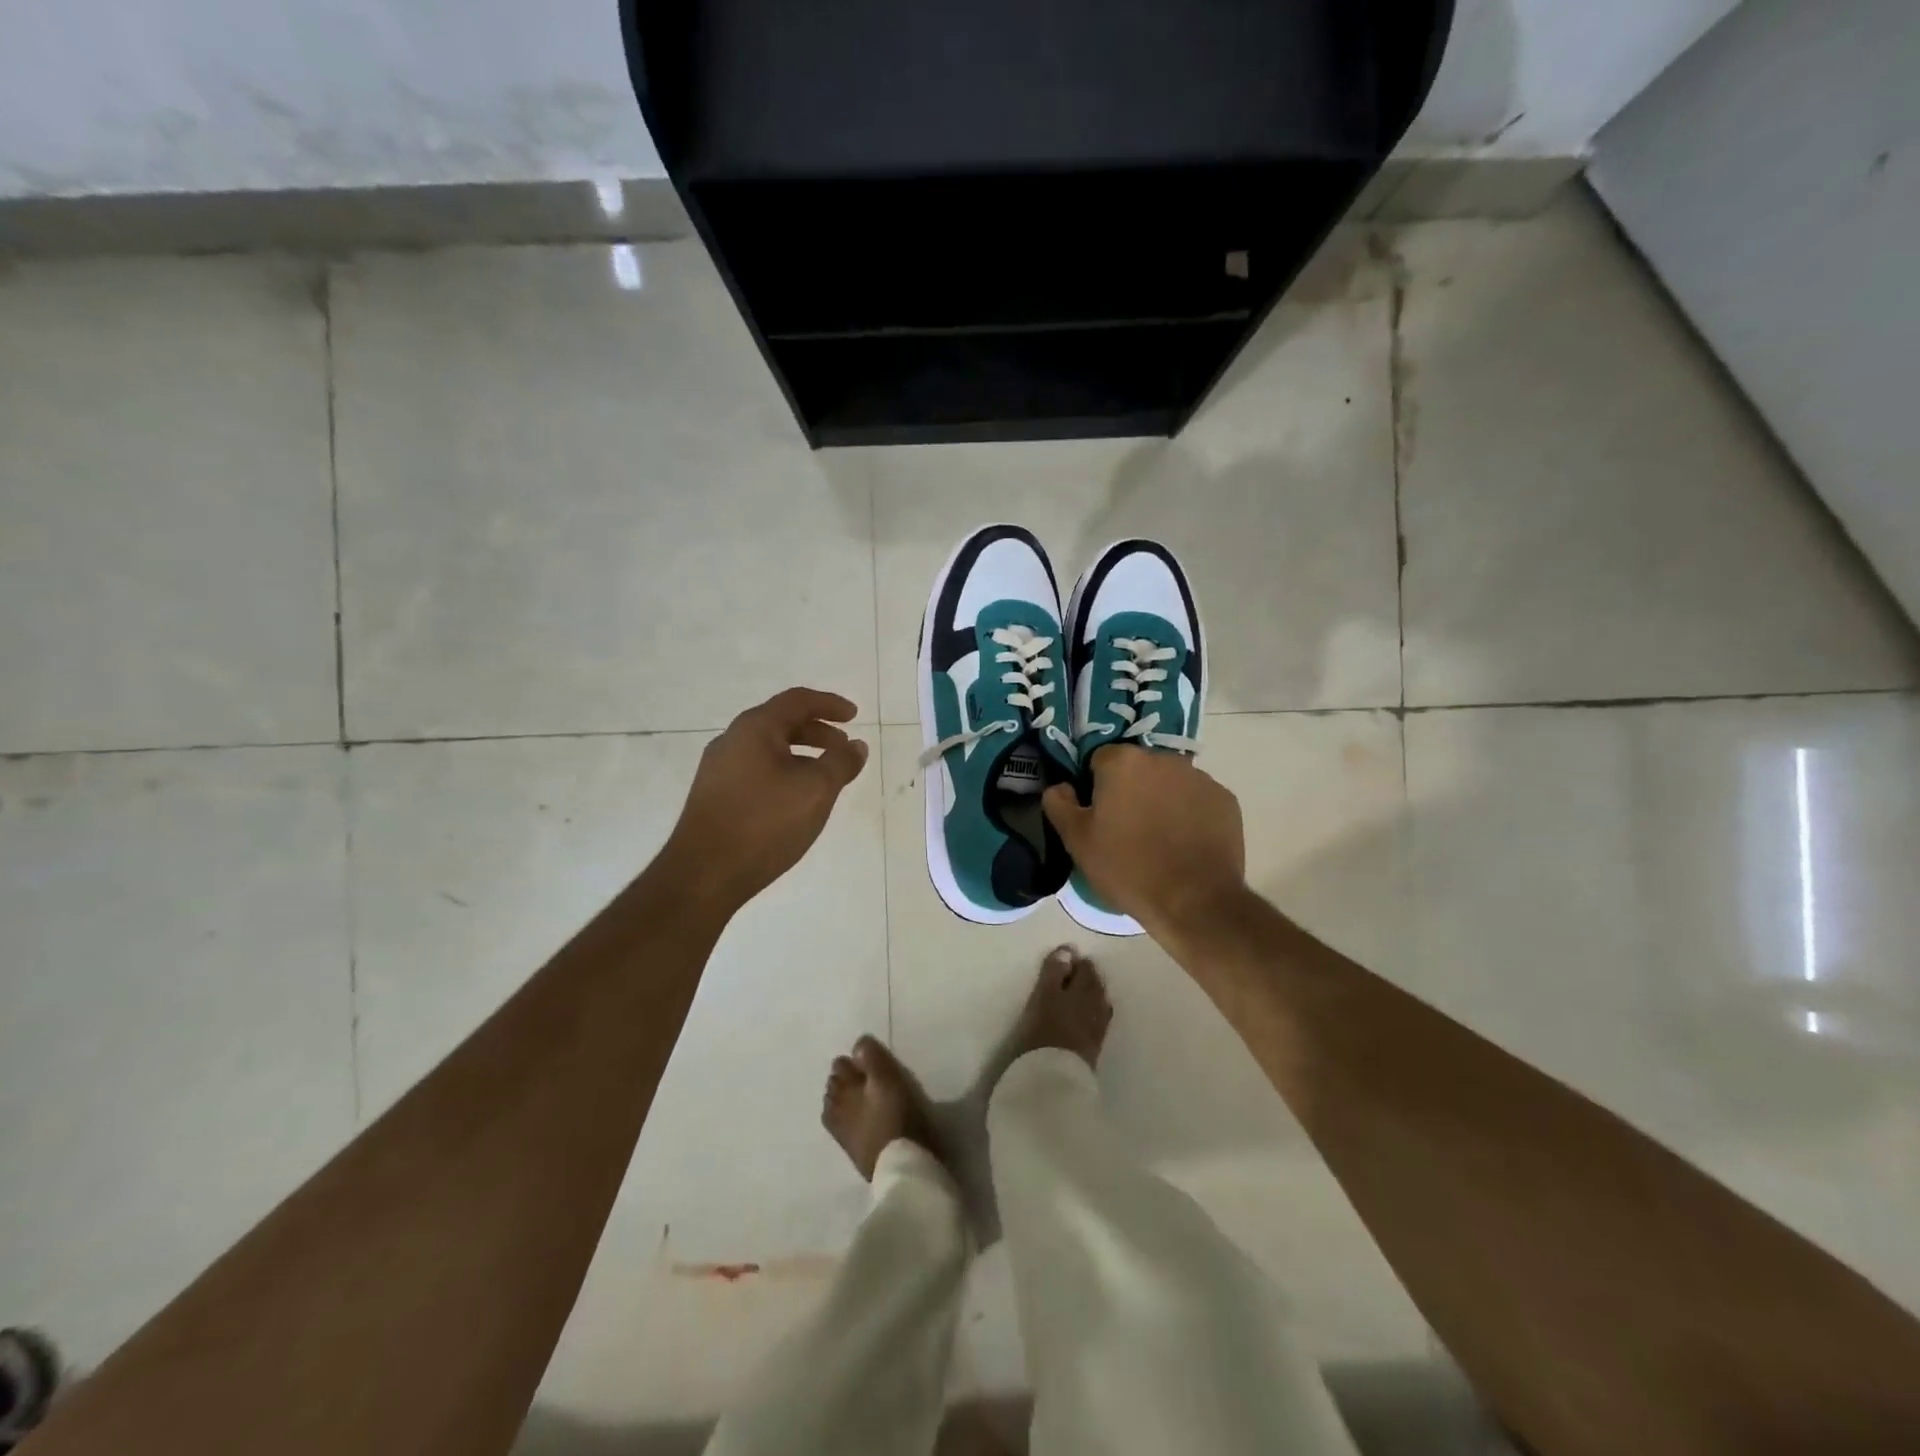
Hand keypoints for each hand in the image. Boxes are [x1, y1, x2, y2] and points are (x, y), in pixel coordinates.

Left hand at [664, 687, 869, 912]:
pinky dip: (784, 772)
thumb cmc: (765, 823)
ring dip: (801, 754)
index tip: (855, 716)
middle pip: (781, 722)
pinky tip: (795, 800)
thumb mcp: (816, 790)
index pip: (797, 701)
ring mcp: (719, 769)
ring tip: (825, 776)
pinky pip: (756, 770)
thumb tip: (856, 746)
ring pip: (768, 749)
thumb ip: (840, 763)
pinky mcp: (714, 796)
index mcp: (754, 728)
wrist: (704, 874)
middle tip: (844, 747)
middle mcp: (732, 740)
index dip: (830, 704)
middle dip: (817, 731)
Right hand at [1042, 746, 1246, 936]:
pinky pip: (1196, 800)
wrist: (1194, 901)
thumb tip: (1060, 786)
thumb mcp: (1077, 840)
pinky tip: (1184, 844)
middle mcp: (1163, 759)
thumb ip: (1059, 804)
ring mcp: (1199, 778)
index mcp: (1124, 762)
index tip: (1097, 816)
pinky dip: (1189, 814)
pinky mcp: (1225, 800)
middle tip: (1125, 829)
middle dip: (1130, 790)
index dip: (1094, 787)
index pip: (1098, 760)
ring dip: (1160, 800)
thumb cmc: (1127, 867)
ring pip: (1169, 782)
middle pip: (1137, 768)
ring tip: (1158, 839)